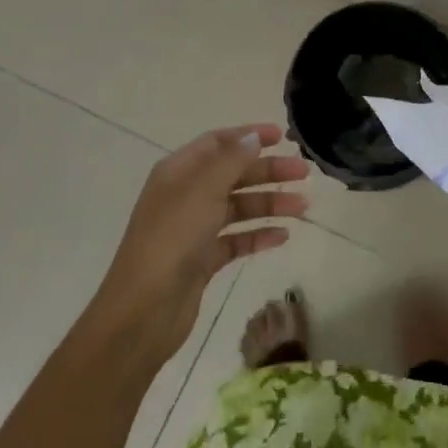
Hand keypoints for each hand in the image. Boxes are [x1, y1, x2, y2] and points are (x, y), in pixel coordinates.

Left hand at [92, 124, 309, 366]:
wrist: (144, 311)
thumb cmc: (172, 240)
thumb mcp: (203, 190)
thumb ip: (232, 160)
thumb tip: (254, 136)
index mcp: (178, 172)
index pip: (217, 142)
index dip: (249, 136)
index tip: (282, 137)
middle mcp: (185, 195)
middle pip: (233, 174)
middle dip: (268, 171)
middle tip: (303, 173)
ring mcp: (193, 229)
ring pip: (238, 207)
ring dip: (270, 203)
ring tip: (303, 207)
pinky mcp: (202, 260)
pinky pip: (236, 239)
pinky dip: (259, 236)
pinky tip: (283, 237)